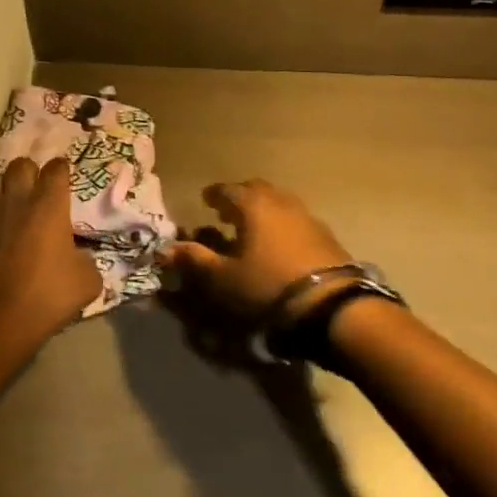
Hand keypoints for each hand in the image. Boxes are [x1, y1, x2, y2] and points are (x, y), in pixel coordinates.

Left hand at [0, 157, 100, 355]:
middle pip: (21, 164)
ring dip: (6, 185)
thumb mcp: (87, 282)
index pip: (57, 168)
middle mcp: (17, 199)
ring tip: (14, 201)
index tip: (66, 180)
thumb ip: (87, 258)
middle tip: (39, 190)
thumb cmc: (45, 298)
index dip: (62, 171)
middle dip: (32, 171)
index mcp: (49, 205)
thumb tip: (79, 255)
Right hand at [162, 179, 353, 324]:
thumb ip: (194, 260)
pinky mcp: (327, 236)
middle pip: (257, 190)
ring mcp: (308, 217)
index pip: (227, 190)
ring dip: (264, 211)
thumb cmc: (268, 286)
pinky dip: (283, 226)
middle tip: (228, 213)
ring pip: (280, 204)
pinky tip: (281, 246)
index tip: (205, 201)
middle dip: (241, 198)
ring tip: (254, 229)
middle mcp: (281, 202)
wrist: (332, 306)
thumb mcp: (223, 278)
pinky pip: (297, 221)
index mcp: (253, 205)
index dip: (214, 195)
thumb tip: (164, 249)